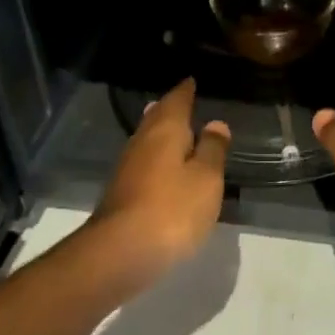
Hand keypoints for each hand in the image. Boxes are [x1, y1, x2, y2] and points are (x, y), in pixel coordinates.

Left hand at [92, 78, 229, 278]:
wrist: (119, 253)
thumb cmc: (172, 209)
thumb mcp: (206, 178)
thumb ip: (212, 149)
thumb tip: (215, 123)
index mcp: (165, 130)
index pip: (177, 100)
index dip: (186, 90)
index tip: (192, 80)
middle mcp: (142, 141)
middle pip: (157, 117)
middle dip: (170, 108)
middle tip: (183, 101)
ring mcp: (127, 168)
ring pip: (147, 139)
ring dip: (161, 133)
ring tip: (177, 131)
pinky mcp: (121, 193)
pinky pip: (144, 162)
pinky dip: (156, 157)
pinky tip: (164, 168)